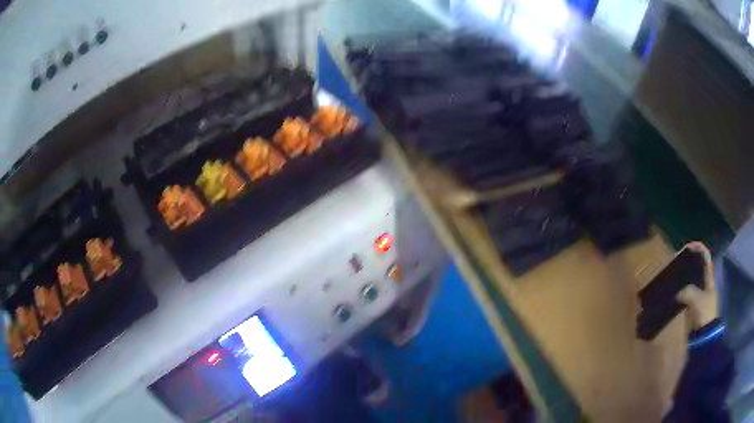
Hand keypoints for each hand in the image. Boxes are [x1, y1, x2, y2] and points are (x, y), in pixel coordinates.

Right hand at [676, 242, 717, 328]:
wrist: (703, 336)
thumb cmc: (704, 314)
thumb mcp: (697, 300)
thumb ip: (688, 292)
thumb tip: (678, 293)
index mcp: (709, 279)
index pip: (706, 257)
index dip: (699, 248)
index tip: (688, 246)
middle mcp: (704, 284)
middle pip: (698, 267)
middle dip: (689, 262)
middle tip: (677, 261)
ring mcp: (698, 296)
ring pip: (690, 281)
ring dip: (683, 277)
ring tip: (673, 275)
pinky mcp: (691, 306)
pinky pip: (685, 294)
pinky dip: (679, 291)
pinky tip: (672, 291)